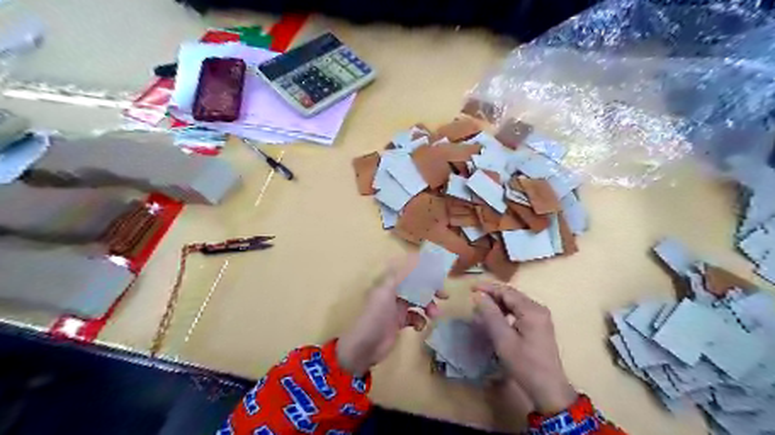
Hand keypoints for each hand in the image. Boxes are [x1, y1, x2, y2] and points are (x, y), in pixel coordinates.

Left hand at [334, 255, 447, 377]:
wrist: (364, 347)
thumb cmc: (375, 316)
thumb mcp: (386, 292)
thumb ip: (401, 275)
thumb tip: (415, 258)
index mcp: (388, 283)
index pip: (409, 272)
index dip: (423, 272)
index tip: (439, 275)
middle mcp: (393, 293)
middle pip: (416, 286)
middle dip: (430, 290)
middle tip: (444, 296)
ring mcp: (396, 308)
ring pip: (418, 302)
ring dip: (428, 306)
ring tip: (434, 315)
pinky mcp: (399, 322)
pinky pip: (415, 317)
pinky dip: (420, 320)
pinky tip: (419, 326)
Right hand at [473, 282, 573, 414]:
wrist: (548, 388)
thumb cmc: (524, 364)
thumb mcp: (503, 339)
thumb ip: (490, 315)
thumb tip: (478, 295)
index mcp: (531, 310)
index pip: (506, 291)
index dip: (488, 288)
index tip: (470, 288)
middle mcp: (538, 308)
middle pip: (512, 295)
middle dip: (492, 294)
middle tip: (474, 297)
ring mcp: (540, 317)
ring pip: (515, 302)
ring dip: (498, 303)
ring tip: (482, 307)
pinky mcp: (539, 325)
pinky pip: (519, 311)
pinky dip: (506, 311)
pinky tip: (496, 317)